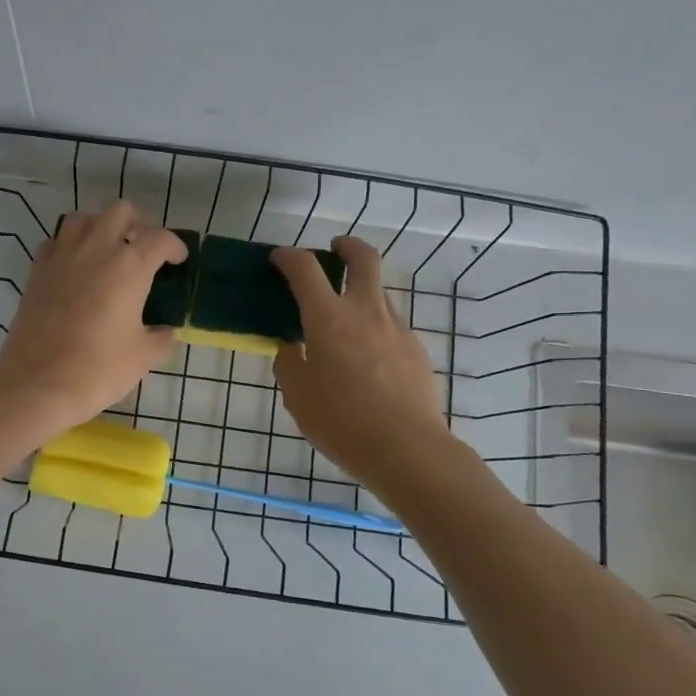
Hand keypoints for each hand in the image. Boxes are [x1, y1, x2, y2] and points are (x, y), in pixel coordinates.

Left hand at [0, 201, 187, 437]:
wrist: (37, 383)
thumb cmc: (98, 369)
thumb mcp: (142, 357)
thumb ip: (161, 338)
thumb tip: (165, 331)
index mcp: (130, 266)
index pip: (159, 238)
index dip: (174, 246)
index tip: (177, 259)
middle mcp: (96, 249)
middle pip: (120, 212)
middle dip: (138, 224)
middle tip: (144, 247)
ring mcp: (62, 256)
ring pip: (84, 219)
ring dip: (100, 227)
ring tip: (108, 250)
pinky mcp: (37, 270)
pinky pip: (56, 242)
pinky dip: (69, 246)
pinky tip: (75, 267)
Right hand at [271, 236, 450, 481]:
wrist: (408, 449)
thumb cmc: (342, 422)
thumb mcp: (298, 397)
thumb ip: (289, 365)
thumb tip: (291, 348)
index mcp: (329, 319)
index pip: (305, 269)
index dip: (289, 257)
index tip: (279, 258)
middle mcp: (365, 312)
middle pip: (363, 259)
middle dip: (347, 246)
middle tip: (335, 249)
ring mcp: (397, 329)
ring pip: (379, 294)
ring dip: (361, 293)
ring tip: (345, 323)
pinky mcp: (416, 351)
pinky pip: (391, 328)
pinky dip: (375, 330)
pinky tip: (368, 362)